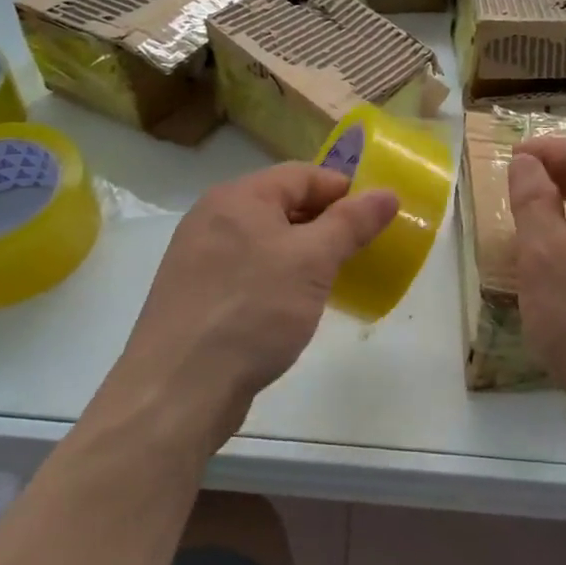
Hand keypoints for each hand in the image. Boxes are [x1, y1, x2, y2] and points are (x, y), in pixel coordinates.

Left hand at [100, 164, 397, 450]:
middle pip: (282, 204)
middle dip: (324, 223)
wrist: (178, 389)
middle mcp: (213, 217)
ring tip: (332, 279)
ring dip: (302, 253)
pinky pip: (247, 270)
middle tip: (359, 251)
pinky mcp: (196, 295)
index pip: (302, 175)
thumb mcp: (313, 261)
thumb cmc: (252, 310)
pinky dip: (277, 278)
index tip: (375, 219)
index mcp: (238, 197)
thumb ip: (351, 223)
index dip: (344, 191)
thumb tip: (387, 194)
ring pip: (265, 240)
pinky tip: (292, 306)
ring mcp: (199, 257)